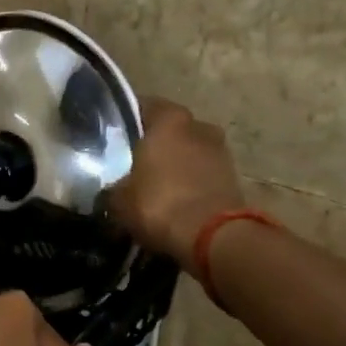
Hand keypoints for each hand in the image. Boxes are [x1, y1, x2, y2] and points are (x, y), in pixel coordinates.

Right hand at [108, 98, 245, 265]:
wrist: (213, 239)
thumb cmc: (159, 204)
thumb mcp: (118, 199)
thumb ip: (113, 186)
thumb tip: (111, 189)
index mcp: (169, 120)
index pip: (144, 106)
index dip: (126, 119)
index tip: (112, 134)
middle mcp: (198, 127)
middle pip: (170, 129)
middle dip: (154, 143)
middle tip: (131, 161)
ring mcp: (220, 152)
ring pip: (189, 151)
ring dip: (174, 164)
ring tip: (152, 184)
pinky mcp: (234, 179)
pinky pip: (202, 174)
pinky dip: (190, 183)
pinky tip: (173, 199)